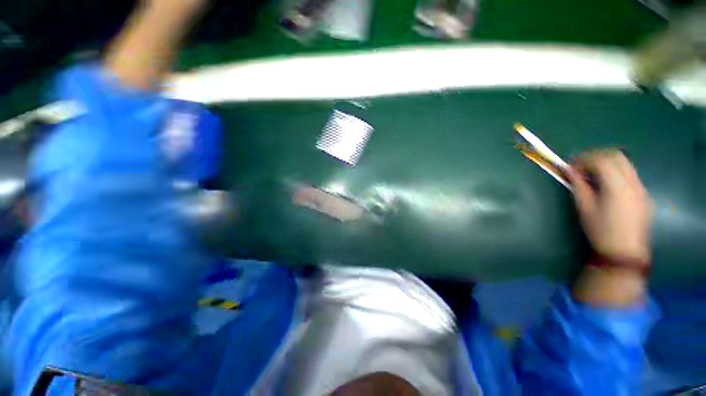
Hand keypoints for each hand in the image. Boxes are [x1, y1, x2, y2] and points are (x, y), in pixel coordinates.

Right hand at [567, 150, 652, 262]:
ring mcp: (641, 188)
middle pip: (616, 156)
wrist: (626, 252)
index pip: (601, 160)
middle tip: (580, 166)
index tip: (570, 166)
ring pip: (625, 163)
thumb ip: (578, 186)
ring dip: (606, 163)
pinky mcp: (643, 194)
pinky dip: (615, 172)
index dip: (583, 159)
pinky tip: (605, 184)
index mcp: (618, 186)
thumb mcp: (584, 208)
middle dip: (596, 156)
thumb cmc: (601, 231)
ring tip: (591, 174)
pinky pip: (629, 174)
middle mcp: (633, 182)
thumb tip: (569, 171)